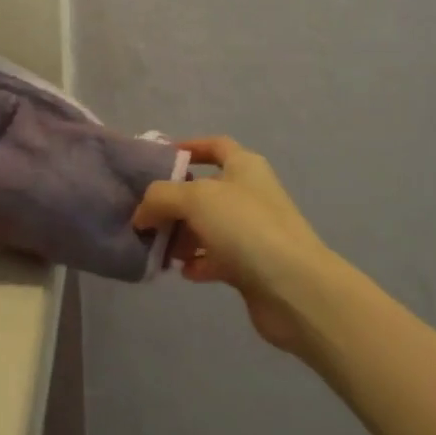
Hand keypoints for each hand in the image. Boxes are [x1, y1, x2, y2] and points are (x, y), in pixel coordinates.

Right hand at [131, 136, 334, 355]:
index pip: (215, 145)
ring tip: (159, 249)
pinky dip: (198, 262)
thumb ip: (161, 198)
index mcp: (244, 166)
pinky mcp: (252, 266)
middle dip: (175, 202)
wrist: (294, 288)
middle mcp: (249, 194)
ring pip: (208, 226)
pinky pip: (217, 258)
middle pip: (205, 190)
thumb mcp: (195, 199)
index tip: (158, 159)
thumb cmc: (246, 227)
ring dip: (183, 236)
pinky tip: (183, 272)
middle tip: (146, 218)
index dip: (189, 147)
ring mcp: (252, 231)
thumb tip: (141, 214)